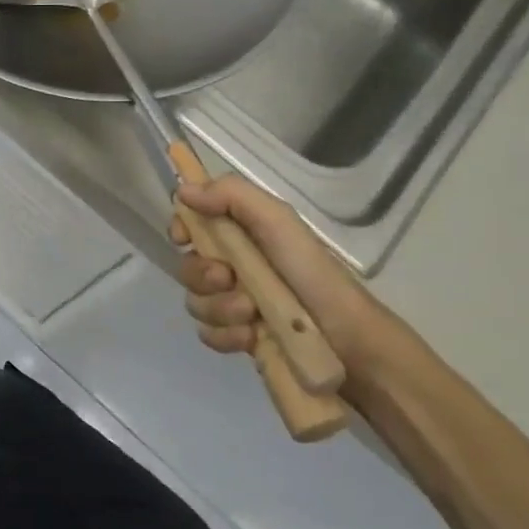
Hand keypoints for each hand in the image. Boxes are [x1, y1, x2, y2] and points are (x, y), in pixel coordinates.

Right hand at [169, 174, 384, 369]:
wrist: (346, 338)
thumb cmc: (311, 273)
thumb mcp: (277, 221)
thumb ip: (232, 196)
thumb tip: (182, 190)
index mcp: (242, 233)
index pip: (192, 223)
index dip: (182, 229)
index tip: (184, 238)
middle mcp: (233, 265)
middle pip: (187, 267)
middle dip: (203, 275)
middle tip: (229, 279)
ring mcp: (233, 304)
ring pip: (196, 303)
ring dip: (220, 309)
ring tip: (252, 314)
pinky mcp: (238, 338)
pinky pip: (208, 334)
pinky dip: (226, 336)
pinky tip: (251, 337)